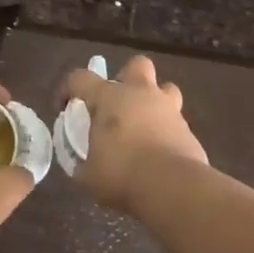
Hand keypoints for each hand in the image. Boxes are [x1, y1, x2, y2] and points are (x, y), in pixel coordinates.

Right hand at [59, 54, 207, 212]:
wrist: (172, 187)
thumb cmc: (121, 174)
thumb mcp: (88, 174)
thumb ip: (83, 162)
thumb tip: (83, 163)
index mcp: (110, 97)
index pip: (80, 78)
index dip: (68, 89)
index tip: (65, 108)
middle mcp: (141, 94)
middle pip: (137, 65)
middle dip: (127, 78)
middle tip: (118, 104)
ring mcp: (169, 109)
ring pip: (166, 89)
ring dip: (154, 101)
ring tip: (144, 124)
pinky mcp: (188, 129)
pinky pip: (176, 122)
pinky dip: (167, 131)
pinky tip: (160, 151)